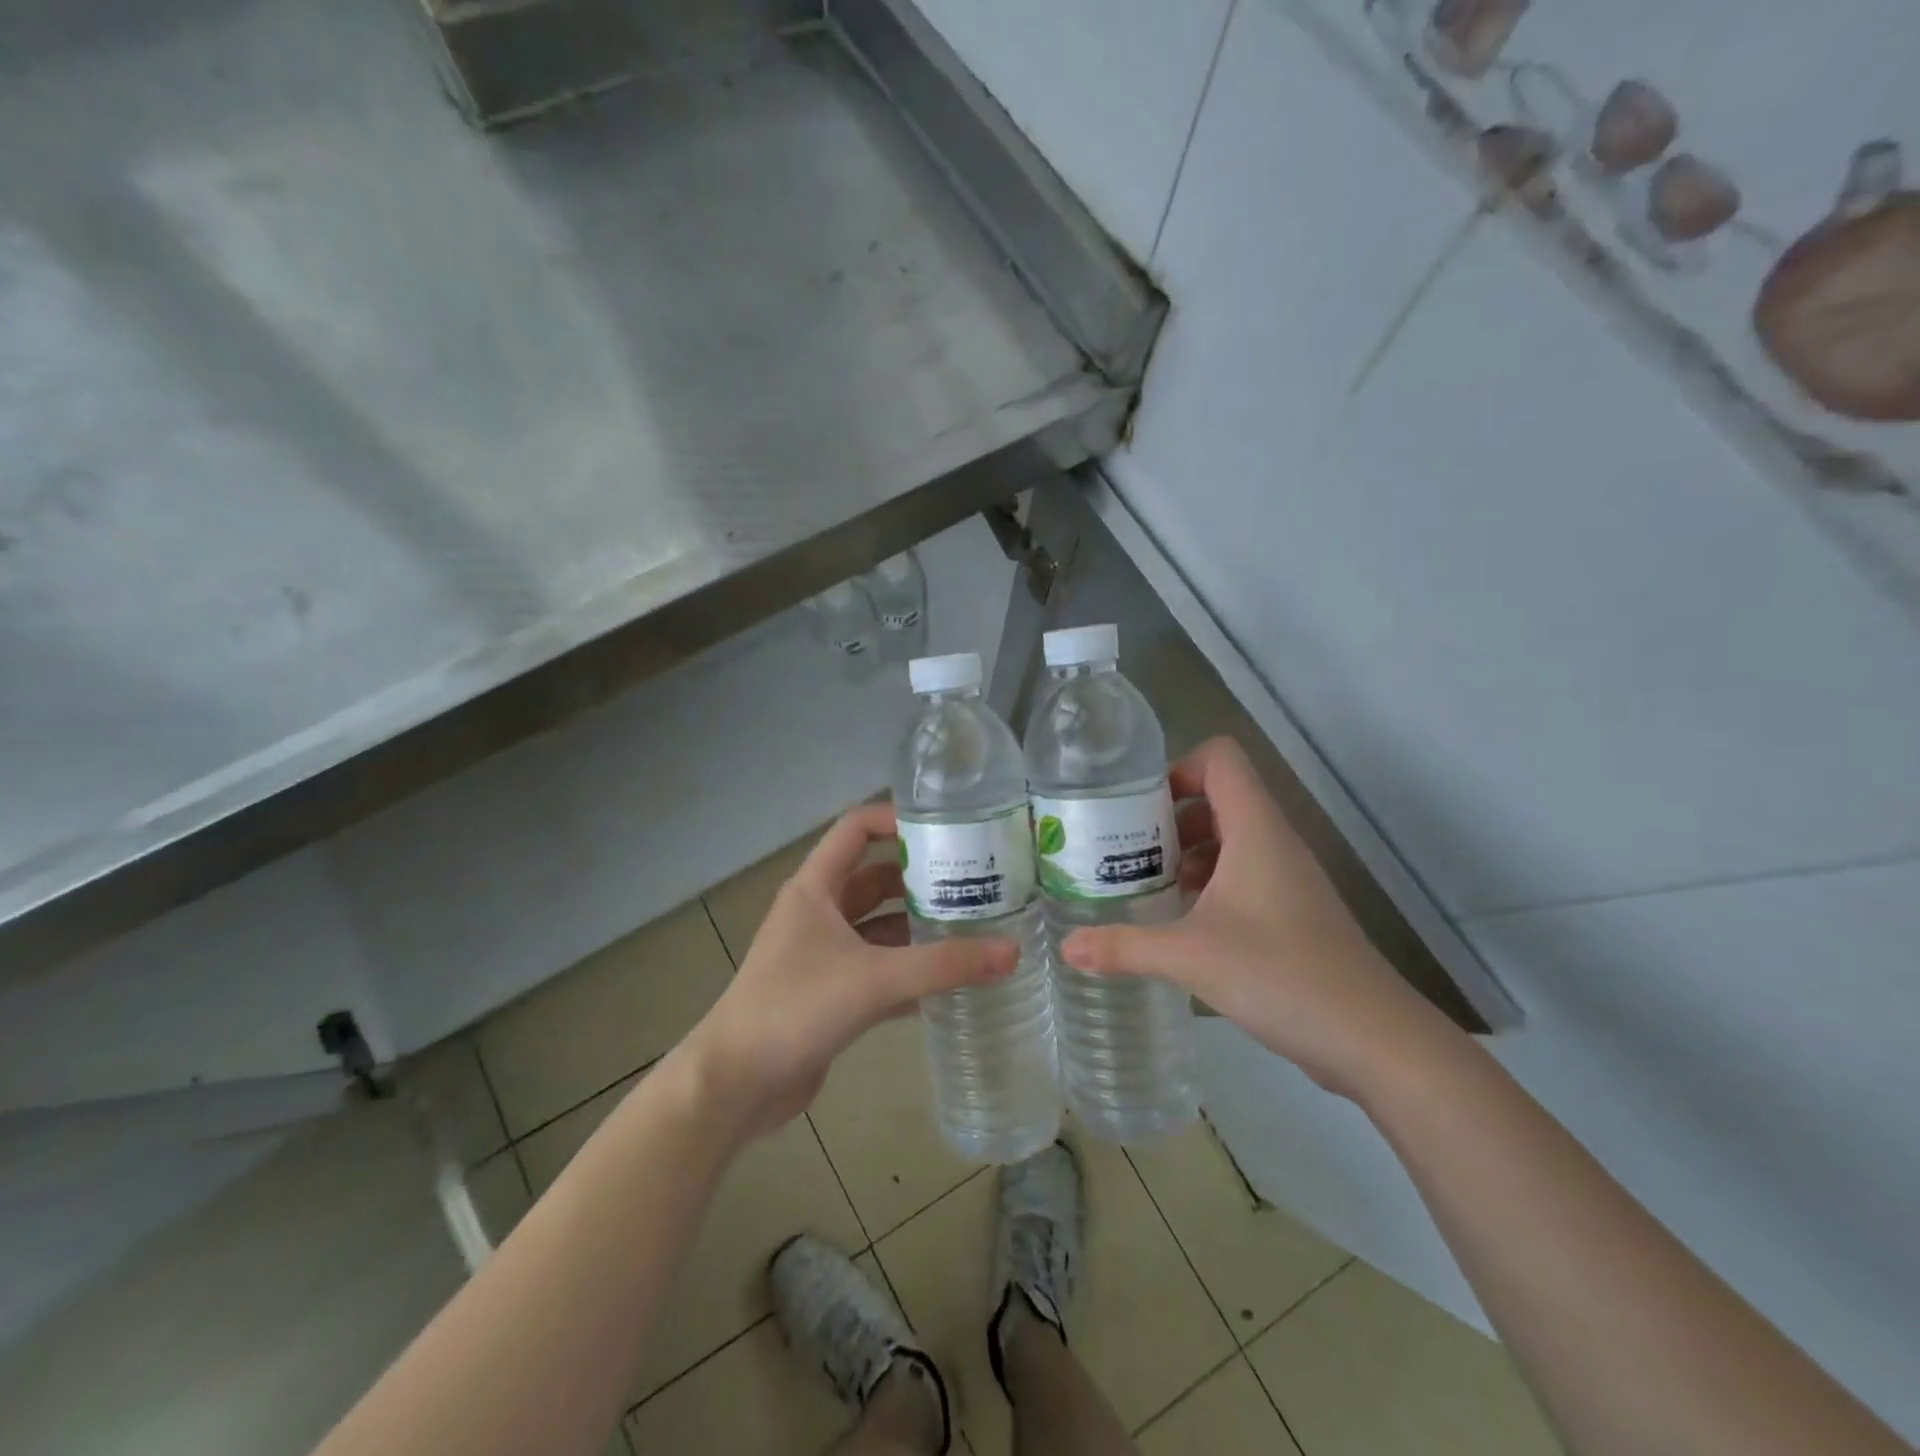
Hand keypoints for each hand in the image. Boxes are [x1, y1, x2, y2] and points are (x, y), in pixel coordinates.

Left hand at [679, 802, 1017, 1139]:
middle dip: (921, 880)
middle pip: (876, 879)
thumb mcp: (874, 979)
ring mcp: (823, 954)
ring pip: (880, 928)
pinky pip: (878, 969)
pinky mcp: (830, 993)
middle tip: (977, 883)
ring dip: (919, 928)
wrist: (735, 1085)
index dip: (897, 819)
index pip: (856, 829)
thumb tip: (1012, 951)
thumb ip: (944, 965)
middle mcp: (818, 913)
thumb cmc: (795, 1008)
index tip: (947, 829)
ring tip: (975, 928)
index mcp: (815, 888)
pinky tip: (951, 981)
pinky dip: (910, 970)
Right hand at [1059, 737, 1449, 1097]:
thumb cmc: (1281, 975)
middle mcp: (1274, 842)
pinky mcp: (1293, 912)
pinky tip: (1182, 924)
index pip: (1220, 759)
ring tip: (1147, 889)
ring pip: (1229, 839)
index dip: (1176, 769)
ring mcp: (1287, 878)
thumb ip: (1124, 946)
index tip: (1136, 810)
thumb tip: (1067, 947)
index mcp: (1256, 830)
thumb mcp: (1190, 956)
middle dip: (1168, 819)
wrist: (1373, 1040)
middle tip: (1126, 852)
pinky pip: (1243, 875)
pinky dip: (1208, 885)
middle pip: (1217, 798)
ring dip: (1186, 855)